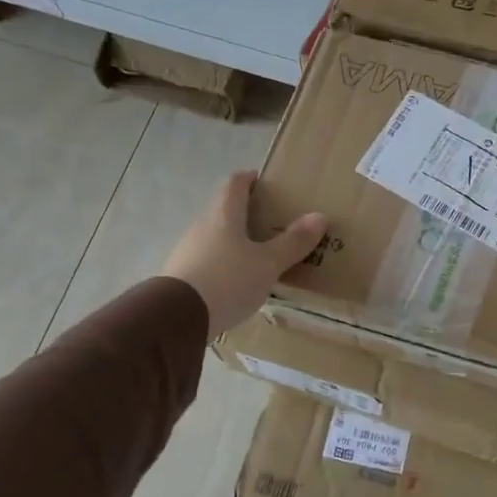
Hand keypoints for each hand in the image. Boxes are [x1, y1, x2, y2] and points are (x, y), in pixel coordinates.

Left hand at [162, 172, 324, 335]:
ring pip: (215, 238)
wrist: (177, 318)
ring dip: (234, 241)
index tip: (263, 181)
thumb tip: (320, 216)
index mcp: (224, 215)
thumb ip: (293, 242)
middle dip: (245, 213)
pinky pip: (207, 262)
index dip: (249, 179)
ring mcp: (187, 252)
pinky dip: (224, 265)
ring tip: (257, 256)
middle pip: (224, 211)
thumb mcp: (267, 263)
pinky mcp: (180, 277)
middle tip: (271, 222)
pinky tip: (236, 282)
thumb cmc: (227, 280)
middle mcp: (202, 227)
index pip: (234, 184)